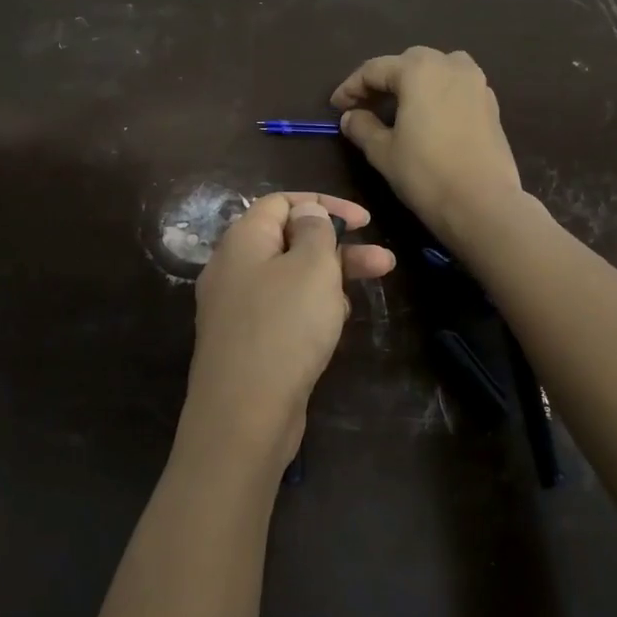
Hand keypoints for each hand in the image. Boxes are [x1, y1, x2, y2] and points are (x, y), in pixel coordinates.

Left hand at [179, 193, 394, 481]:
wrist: (245, 413)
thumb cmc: (284, 328)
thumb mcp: (311, 267)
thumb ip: (315, 231)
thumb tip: (306, 213)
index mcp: (242, 240)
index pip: (281, 203)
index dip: (323, 205)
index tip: (365, 222)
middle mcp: (232, 269)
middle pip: (289, 242)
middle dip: (338, 249)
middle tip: (383, 262)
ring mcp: (236, 308)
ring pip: (289, 280)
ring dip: (328, 282)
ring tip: (359, 299)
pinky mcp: (246, 342)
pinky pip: (282, 312)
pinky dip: (309, 311)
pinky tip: (333, 328)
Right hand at [330, 47, 528, 243]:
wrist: (482, 203)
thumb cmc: (425, 173)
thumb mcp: (382, 152)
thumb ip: (362, 127)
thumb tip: (351, 116)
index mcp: (418, 70)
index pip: (374, 69)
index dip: (351, 87)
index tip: (335, 106)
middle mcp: (450, 65)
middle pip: (408, 62)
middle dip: (383, 80)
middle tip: (364, 105)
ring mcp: (476, 83)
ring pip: (437, 69)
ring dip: (413, 81)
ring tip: (398, 106)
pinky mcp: (490, 104)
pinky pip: (456, 87)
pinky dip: (436, 93)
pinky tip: (427, 117)